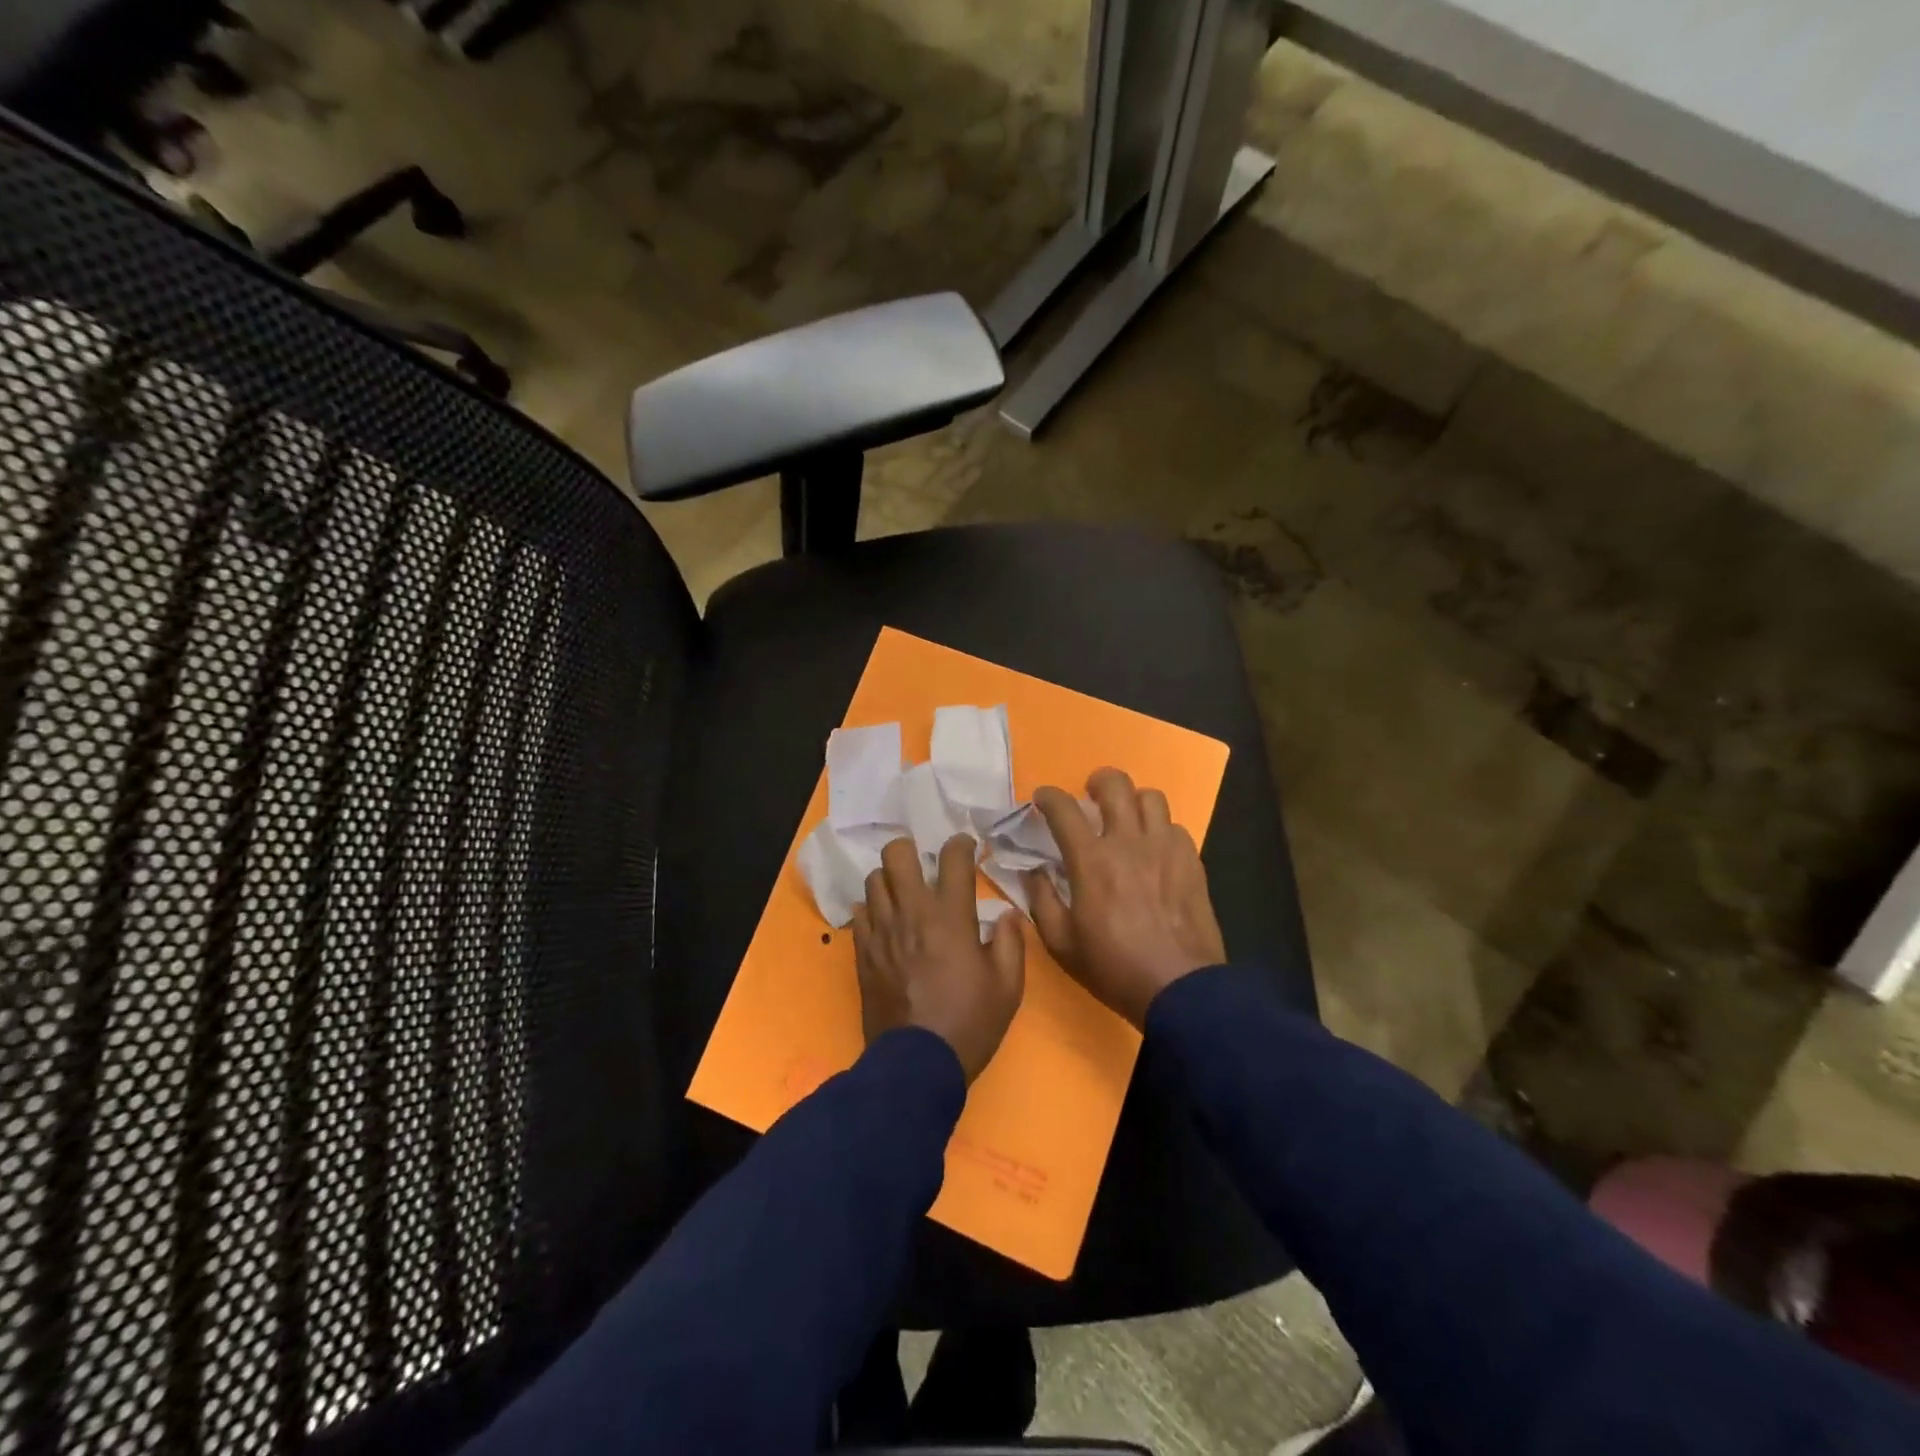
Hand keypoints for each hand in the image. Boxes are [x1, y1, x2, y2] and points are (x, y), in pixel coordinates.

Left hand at [853, 834, 1025, 1082]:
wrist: (916, 1064)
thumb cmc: (970, 1023)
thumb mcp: (1008, 987)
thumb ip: (1011, 943)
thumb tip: (1006, 914)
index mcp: (951, 916)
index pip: (953, 858)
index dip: (961, 844)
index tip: (965, 846)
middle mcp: (912, 913)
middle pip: (897, 854)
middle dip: (911, 850)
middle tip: (923, 865)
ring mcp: (882, 931)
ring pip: (873, 879)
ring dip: (889, 880)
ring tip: (902, 893)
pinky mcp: (863, 952)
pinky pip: (859, 913)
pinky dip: (872, 909)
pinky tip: (885, 922)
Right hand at [1027, 768, 1224, 1028]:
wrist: (1180, 988)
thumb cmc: (1113, 967)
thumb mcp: (1061, 942)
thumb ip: (1041, 899)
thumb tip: (1034, 870)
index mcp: (1091, 860)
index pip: (1063, 809)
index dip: (1048, 796)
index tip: (1042, 799)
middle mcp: (1128, 842)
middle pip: (1115, 785)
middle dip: (1097, 781)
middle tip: (1090, 797)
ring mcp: (1165, 848)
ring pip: (1151, 798)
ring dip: (1133, 801)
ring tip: (1127, 819)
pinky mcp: (1192, 861)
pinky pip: (1175, 827)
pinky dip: (1160, 829)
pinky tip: (1155, 850)